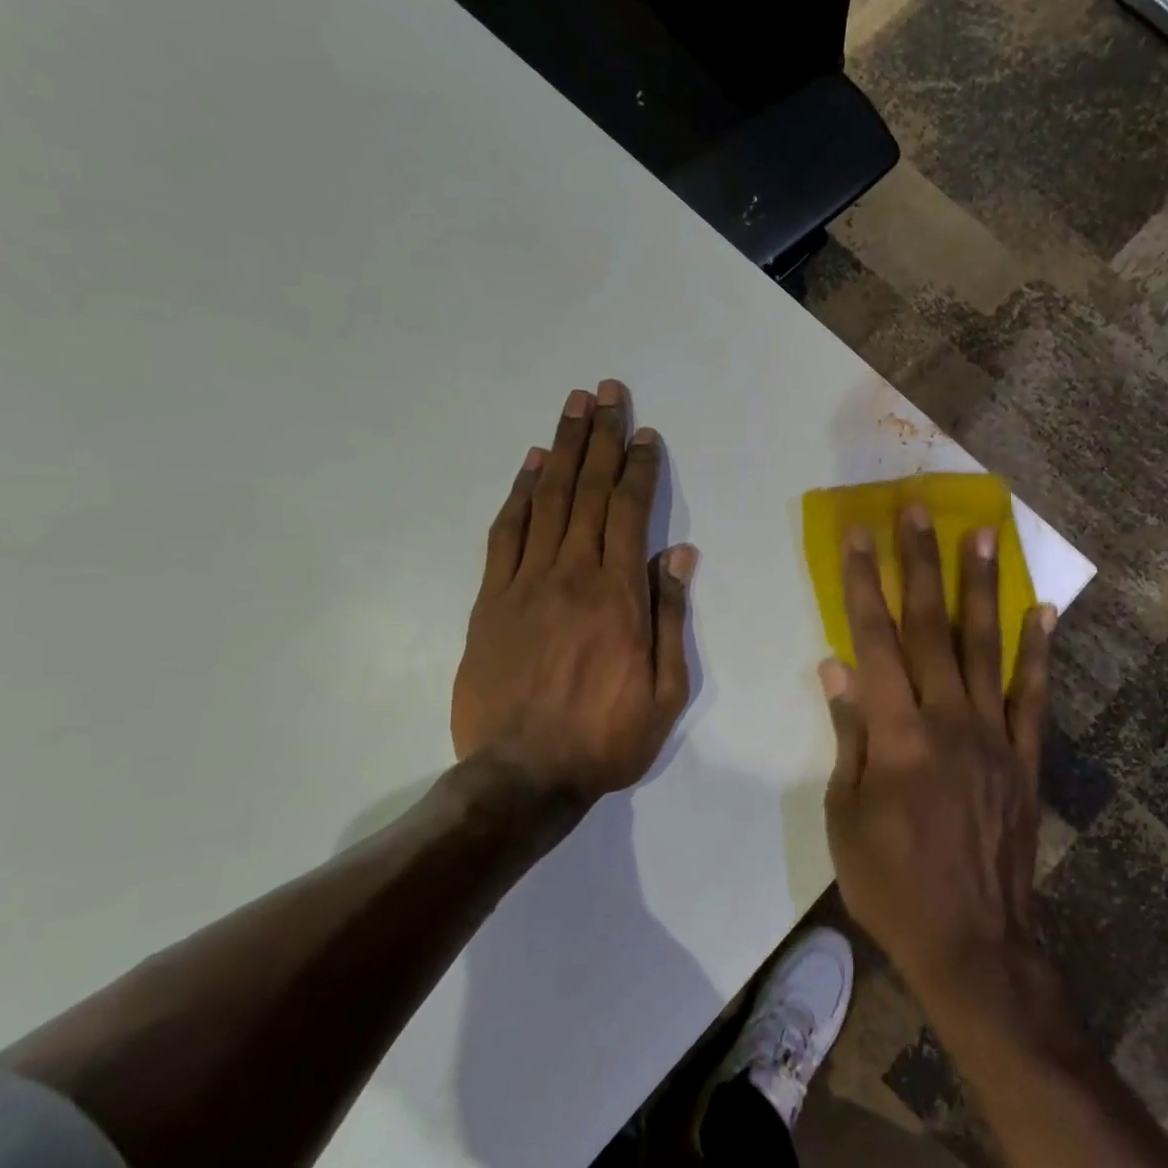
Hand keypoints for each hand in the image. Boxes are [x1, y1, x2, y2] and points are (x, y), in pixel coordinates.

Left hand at [452, 381, 696, 801]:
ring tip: (574, 407)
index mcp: (618, 595)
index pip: (630, 512)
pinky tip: (532, 465)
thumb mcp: (664, 691)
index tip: (645, 434)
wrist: (521, 776)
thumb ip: (670, 617)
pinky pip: (506, 534)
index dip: (639, 468)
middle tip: (606, 391)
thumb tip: (677, 554)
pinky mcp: (489, 599)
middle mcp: (572, 574)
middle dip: (601, 437)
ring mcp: (525, 583)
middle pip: (588, 490)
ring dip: (563, 448)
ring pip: (548, 500)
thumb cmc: (605, 738)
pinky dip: (520, 493)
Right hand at [821, 506, 1055, 995]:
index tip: (856, 536)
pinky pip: (1033, 695)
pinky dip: (1038, 650)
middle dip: (919, 563)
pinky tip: (1043, 609)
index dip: (862, 584)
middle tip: (918, 509)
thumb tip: (836, 668)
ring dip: (981, 586)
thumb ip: (848, 735)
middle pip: (929, 626)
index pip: (874, 640)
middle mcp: (948, 720)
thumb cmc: (891, 883)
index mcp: (896, 734)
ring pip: (983, 646)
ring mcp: (994, 735)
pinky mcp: (1026, 758)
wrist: (973, 943)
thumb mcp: (845, 815)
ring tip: (983, 533)